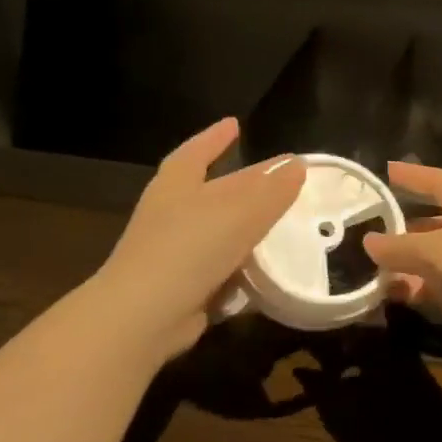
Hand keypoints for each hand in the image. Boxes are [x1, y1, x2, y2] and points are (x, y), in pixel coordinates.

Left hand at [95, 117, 305, 363]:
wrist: (145, 316)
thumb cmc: (189, 248)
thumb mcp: (239, 213)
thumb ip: (272, 191)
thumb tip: (297, 165)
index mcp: (177, 185)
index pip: (196, 152)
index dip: (215, 138)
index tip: (235, 125)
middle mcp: (173, 214)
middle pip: (216, 191)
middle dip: (247, 183)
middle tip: (283, 176)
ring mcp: (175, 253)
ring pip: (220, 231)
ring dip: (248, 226)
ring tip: (285, 221)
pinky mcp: (184, 287)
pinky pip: (222, 269)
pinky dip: (244, 266)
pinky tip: (270, 268)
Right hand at [362, 162, 441, 366]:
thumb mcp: (436, 250)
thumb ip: (399, 246)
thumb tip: (369, 241)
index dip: (416, 176)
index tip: (387, 170)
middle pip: (438, 223)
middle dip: (406, 227)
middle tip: (370, 229)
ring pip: (437, 260)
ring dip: (408, 263)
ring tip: (371, 267)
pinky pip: (441, 289)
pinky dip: (419, 290)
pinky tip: (394, 295)